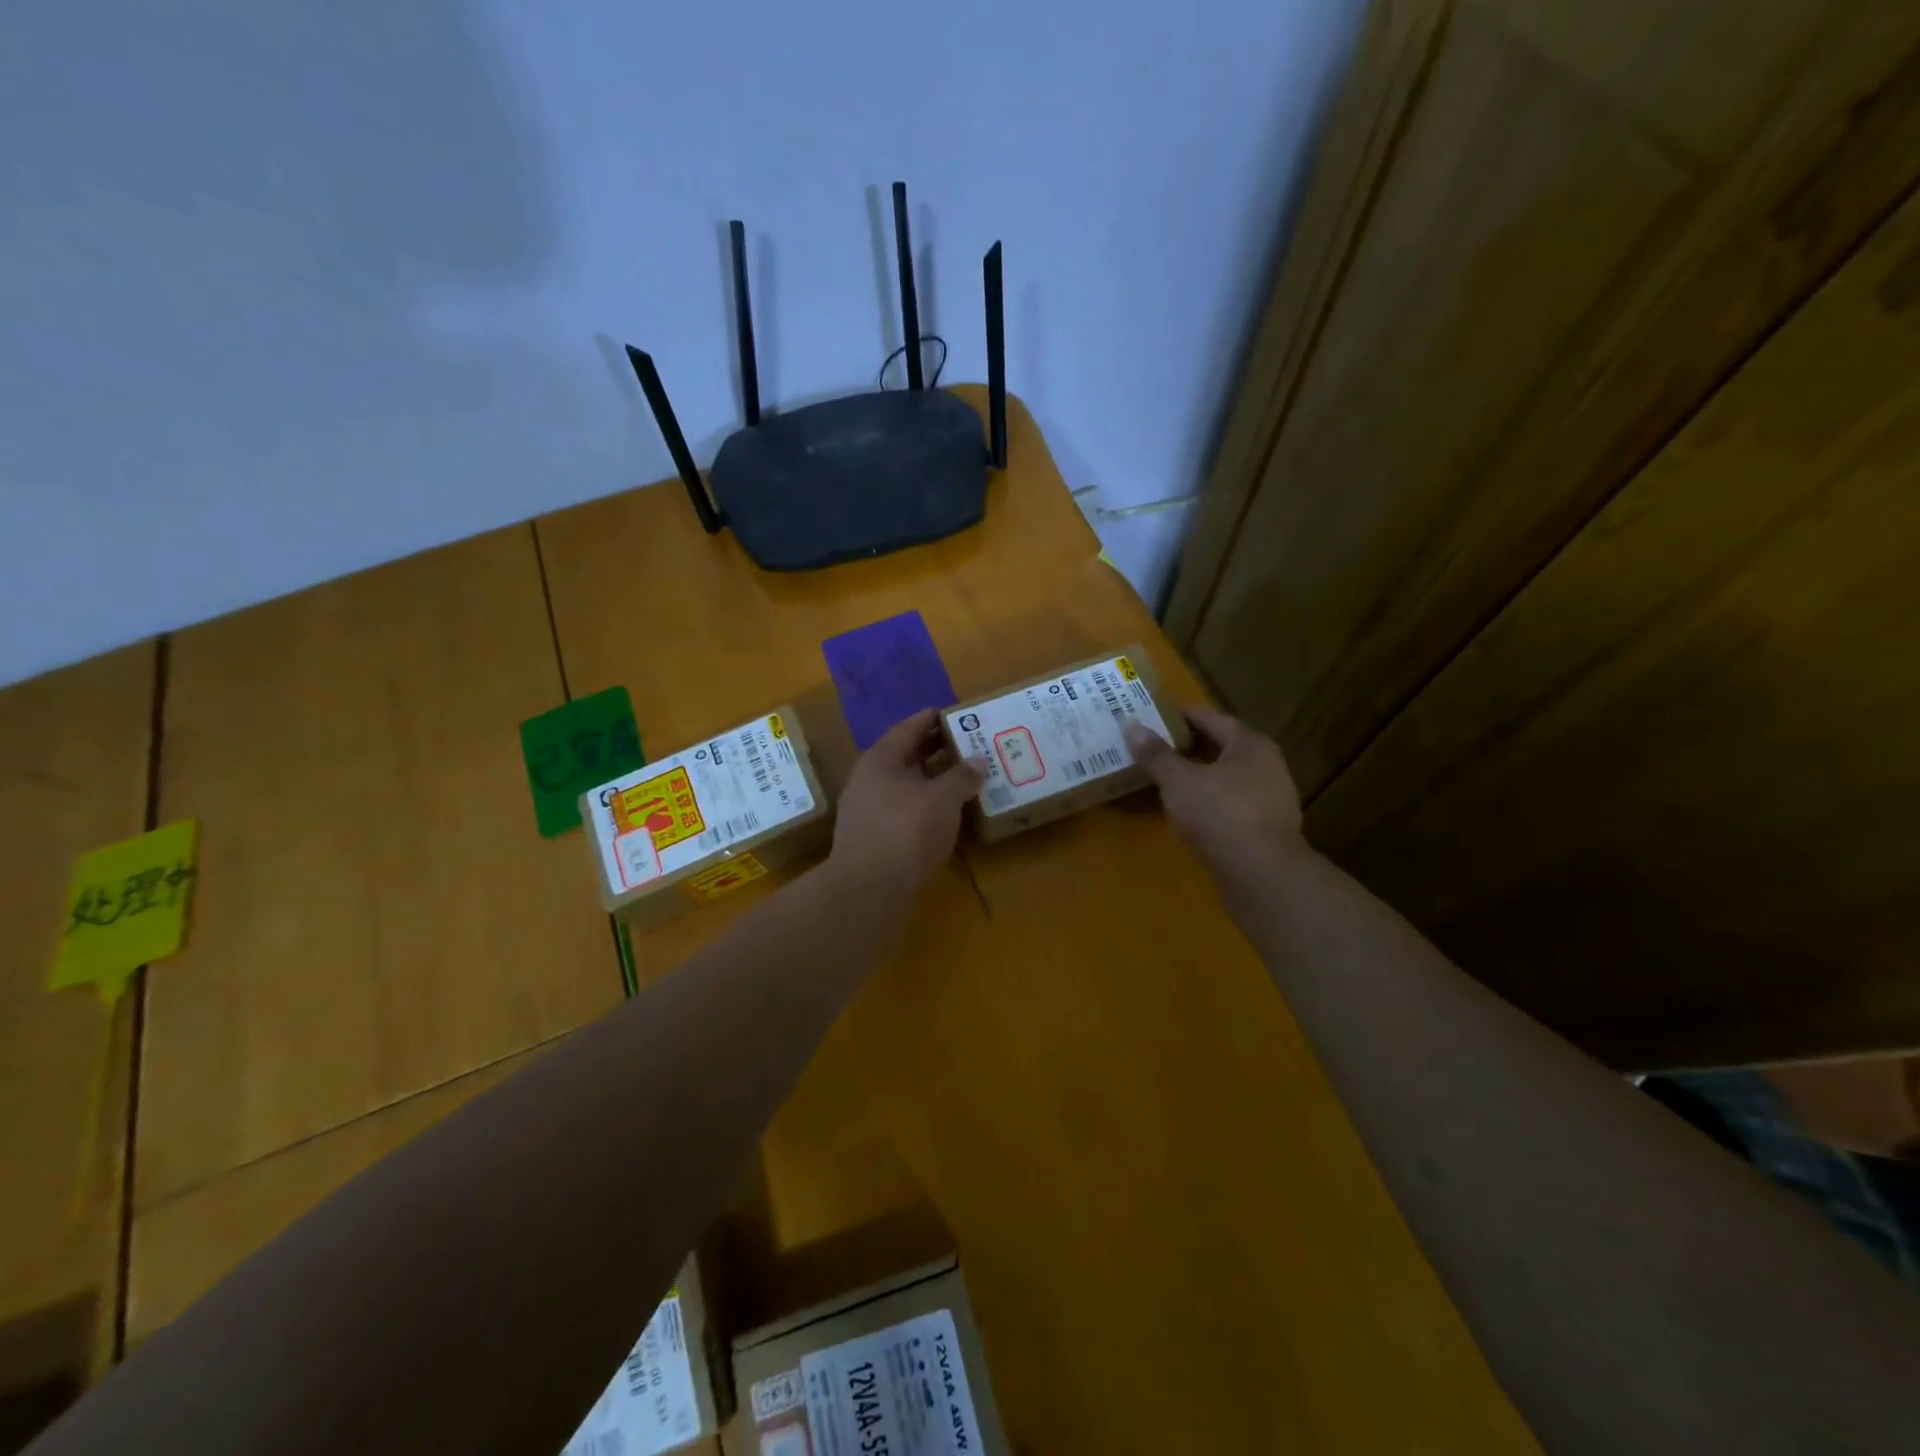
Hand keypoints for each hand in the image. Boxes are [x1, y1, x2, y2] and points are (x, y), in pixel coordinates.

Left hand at [828, 709, 985, 899]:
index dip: (934, 718)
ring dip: (935, 780)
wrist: (868, 890)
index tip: (959, 713)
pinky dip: (928, 806)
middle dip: (938, 750)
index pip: (909, 727)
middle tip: (970, 744)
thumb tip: (976, 761)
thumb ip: (961, 777)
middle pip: (907, 756)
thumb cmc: (905, 831)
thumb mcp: (942, 798)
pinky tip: (949, 814)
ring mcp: (870, 810)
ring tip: (967, 778)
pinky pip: (906, 810)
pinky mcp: (876, 838)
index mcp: (881, 759)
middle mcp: (870, 780)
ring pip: (908, 785)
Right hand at [1123, 707, 1307, 877]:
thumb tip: (1131, 724)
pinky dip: (1209, 801)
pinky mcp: (1266, 828)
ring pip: (1226, 777)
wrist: (1263, 876)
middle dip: (1187, 747)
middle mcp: (1266, 765)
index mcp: (1250, 744)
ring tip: (1164, 779)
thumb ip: (1155, 754)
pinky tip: (1188, 811)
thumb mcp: (1179, 781)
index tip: (1150, 718)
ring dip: (1198, 775)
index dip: (1178, 716)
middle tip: (1152, 748)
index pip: (1210, 718)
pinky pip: (1231, 803)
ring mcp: (1270, 798)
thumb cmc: (1220, 815)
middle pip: (1220, 747)